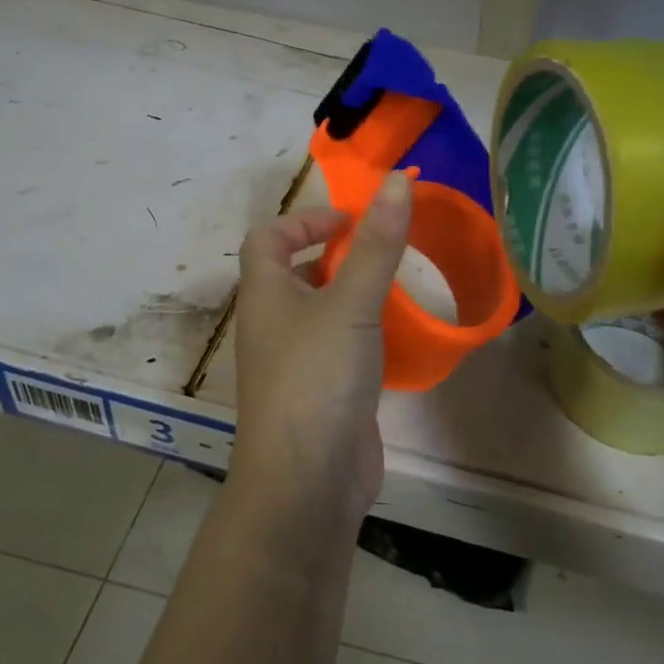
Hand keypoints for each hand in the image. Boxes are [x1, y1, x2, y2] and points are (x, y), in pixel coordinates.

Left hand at [229, 173, 411, 535]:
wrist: (306, 484)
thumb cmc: (317, 380)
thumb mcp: (350, 305)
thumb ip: (377, 245)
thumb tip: (399, 179)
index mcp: (265, 294)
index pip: (267, 237)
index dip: (304, 220)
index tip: (352, 224)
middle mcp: (273, 323)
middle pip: (294, 271)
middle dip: (335, 254)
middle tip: (383, 252)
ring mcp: (295, 361)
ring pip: (320, 310)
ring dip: (352, 293)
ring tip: (395, 289)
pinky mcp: (320, 393)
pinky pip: (339, 347)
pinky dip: (363, 333)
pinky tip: (395, 338)